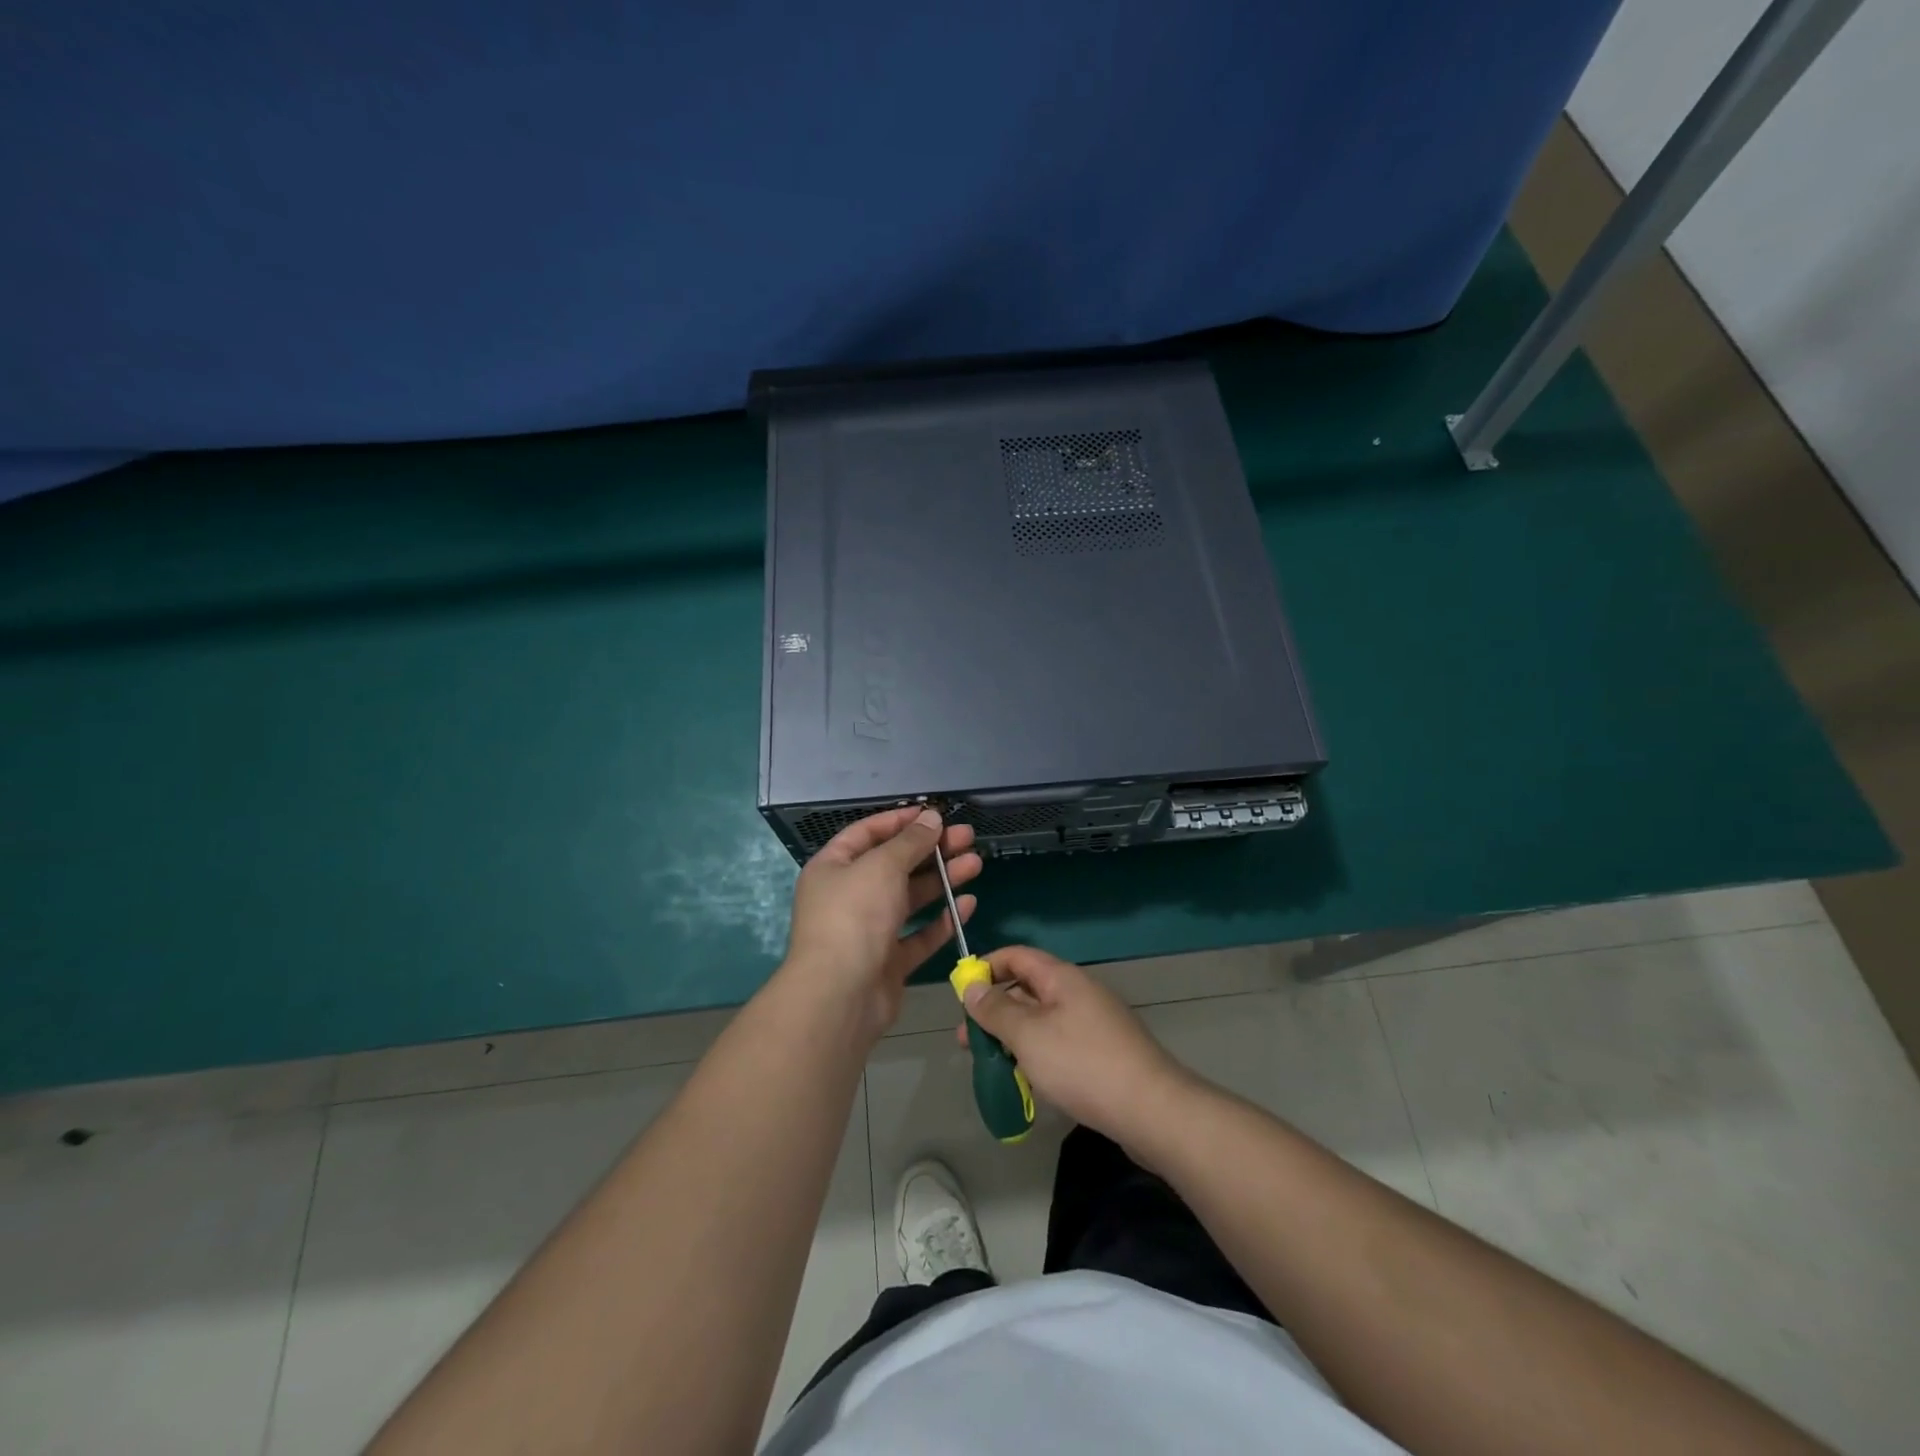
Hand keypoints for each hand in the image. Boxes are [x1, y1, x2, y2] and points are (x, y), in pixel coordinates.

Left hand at [783, 807, 980, 1040]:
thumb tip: (931, 819)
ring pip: (910, 898)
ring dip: (942, 879)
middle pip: (895, 864)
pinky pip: (918, 935)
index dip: (901, 820)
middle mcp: (849, 896)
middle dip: (931, 849)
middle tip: (967, 837)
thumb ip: (910, 841)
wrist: (840, 996)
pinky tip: (966, 904)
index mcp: (833, 867)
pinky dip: (941, 919)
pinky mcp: (888, 962)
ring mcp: (868, 931)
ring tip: (975, 863)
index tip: (935, 815)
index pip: (868, 833)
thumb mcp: (882, 866)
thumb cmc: (854, 916)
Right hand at [959, 945, 1190, 1144]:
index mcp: (1062, 978)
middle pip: (1027, 989)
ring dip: (1012, 1037)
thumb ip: (996, 1010)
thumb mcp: (1028, 1035)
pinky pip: (1058, 1043)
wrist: (1151, 1110)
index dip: (986, 967)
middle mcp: (1078, 993)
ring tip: (989, 1065)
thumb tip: (972, 987)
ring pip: (1041, 1021)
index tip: (960, 993)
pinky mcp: (1101, 1054)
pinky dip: (1035, 1055)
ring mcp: (1092, 1024)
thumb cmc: (1082, 1064)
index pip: (1016, 956)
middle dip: (994, 1010)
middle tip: (966, 1039)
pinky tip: (1024, 1082)